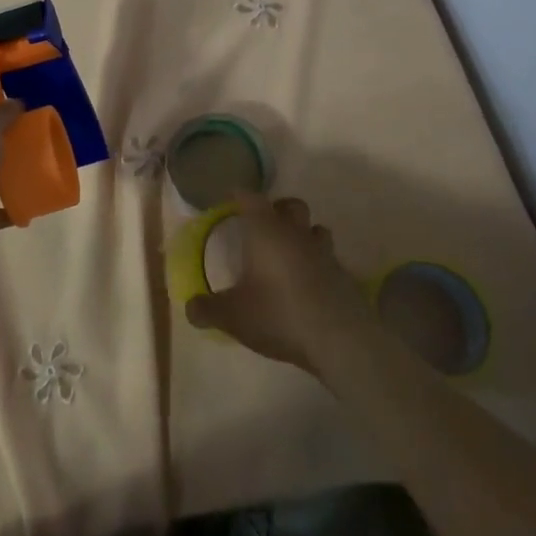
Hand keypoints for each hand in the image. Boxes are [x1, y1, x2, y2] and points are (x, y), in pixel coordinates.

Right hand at [185, 196, 375, 373]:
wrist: (339, 340)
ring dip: (304, 234)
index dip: (240, 195)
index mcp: (266, 232)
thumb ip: (207, 309)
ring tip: (291, 252)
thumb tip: (190, 308)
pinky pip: (330, 260)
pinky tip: (310, 283)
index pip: (251, 198)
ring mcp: (325, 254)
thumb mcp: (232, 316)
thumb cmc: (278, 314)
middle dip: (278, 209)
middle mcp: (296, 234)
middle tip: (264, 225)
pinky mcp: (345, 277)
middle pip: (292, 205)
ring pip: (316, 229)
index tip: (231, 198)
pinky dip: (319, 264)